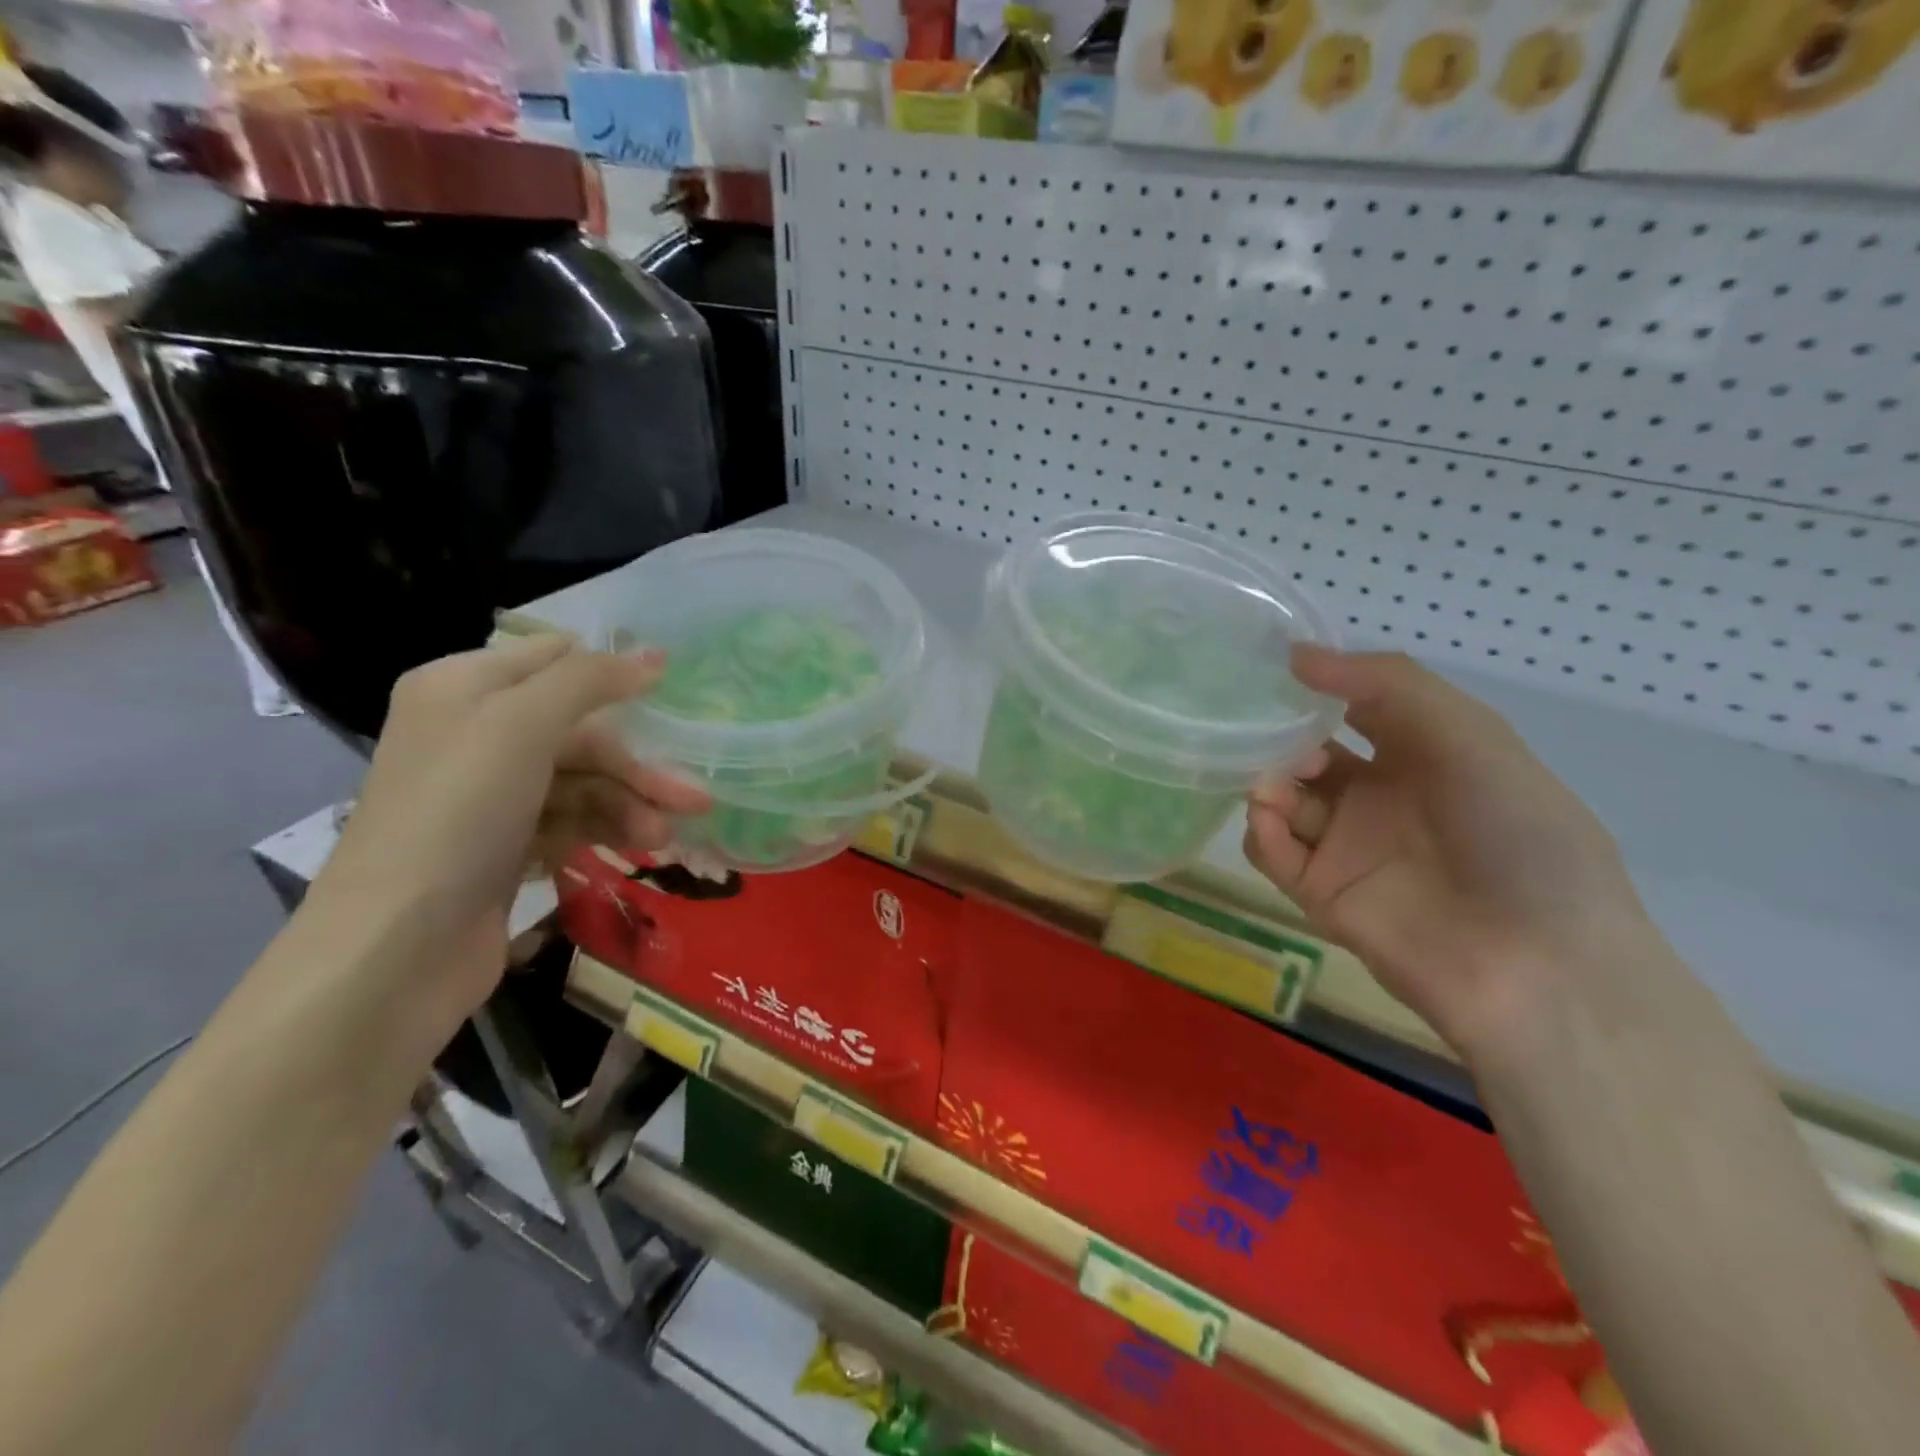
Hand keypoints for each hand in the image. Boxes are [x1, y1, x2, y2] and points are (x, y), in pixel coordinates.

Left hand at [312, 635, 710, 1019]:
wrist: (395, 948)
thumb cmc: (457, 815)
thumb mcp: (520, 726)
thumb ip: (589, 681)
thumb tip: (654, 656)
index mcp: (465, 688)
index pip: (555, 660)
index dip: (614, 675)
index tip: (675, 697)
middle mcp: (475, 734)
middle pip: (579, 732)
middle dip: (635, 765)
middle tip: (694, 796)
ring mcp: (490, 795)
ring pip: (583, 782)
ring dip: (629, 805)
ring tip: (664, 837)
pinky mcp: (505, 845)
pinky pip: (571, 821)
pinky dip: (607, 830)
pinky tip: (641, 848)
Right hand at [1245, 646, 1651, 1060]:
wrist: (1538, 967)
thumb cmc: (1516, 836)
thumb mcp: (1469, 736)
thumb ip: (1385, 685)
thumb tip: (1296, 655)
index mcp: (1424, 755)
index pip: (1355, 707)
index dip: (1318, 687)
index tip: (1274, 669)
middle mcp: (1381, 796)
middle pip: (1308, 753)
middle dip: (1282, 739)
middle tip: (1270, 738)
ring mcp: (1348, 847)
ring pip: (1283, 799)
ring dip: (1267, 782)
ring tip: (1273, 787)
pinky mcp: (1321, 894)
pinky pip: (1273, 851)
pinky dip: (1262, 830)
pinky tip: (1271, 820)